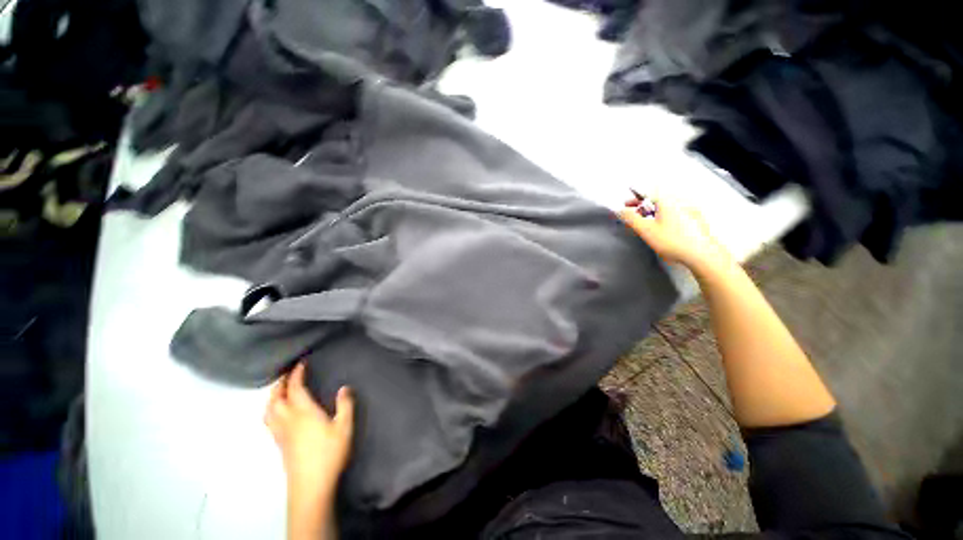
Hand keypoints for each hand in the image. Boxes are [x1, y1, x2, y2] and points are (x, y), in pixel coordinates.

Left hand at [265, 363, 353, 501]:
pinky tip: (278, 413)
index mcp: (303, 412)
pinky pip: (269, 421)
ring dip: (272, 396)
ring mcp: (280, 433)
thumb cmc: (329, 453)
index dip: (296, 374)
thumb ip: (345, 405)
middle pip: (276, 398)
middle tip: (287, 373)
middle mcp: (288, 420)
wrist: (311, 485)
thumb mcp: (344, 427)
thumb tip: (344, 387)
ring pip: (269, 410)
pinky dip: (271, 410)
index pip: (295, 388)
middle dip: (280, 383)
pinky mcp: (279, 444)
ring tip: (280, 390)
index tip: (300, 363)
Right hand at [618, 194, 731, 273]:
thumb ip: (630, 218)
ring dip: (654, 211)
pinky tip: (663, 228)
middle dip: (643, 206)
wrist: (703, 254)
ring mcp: (691, 209)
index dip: (634, 199)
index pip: (646, 193)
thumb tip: (620, 210)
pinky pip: (676, 212)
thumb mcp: (646, 230)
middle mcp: (680, 200)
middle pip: (657, 199)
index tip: (625, 205)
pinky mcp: (697, 218)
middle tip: (634, 215)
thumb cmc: (673, 241)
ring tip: (647, 223)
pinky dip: (665, 216)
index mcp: (667, 200)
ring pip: (667, 206)